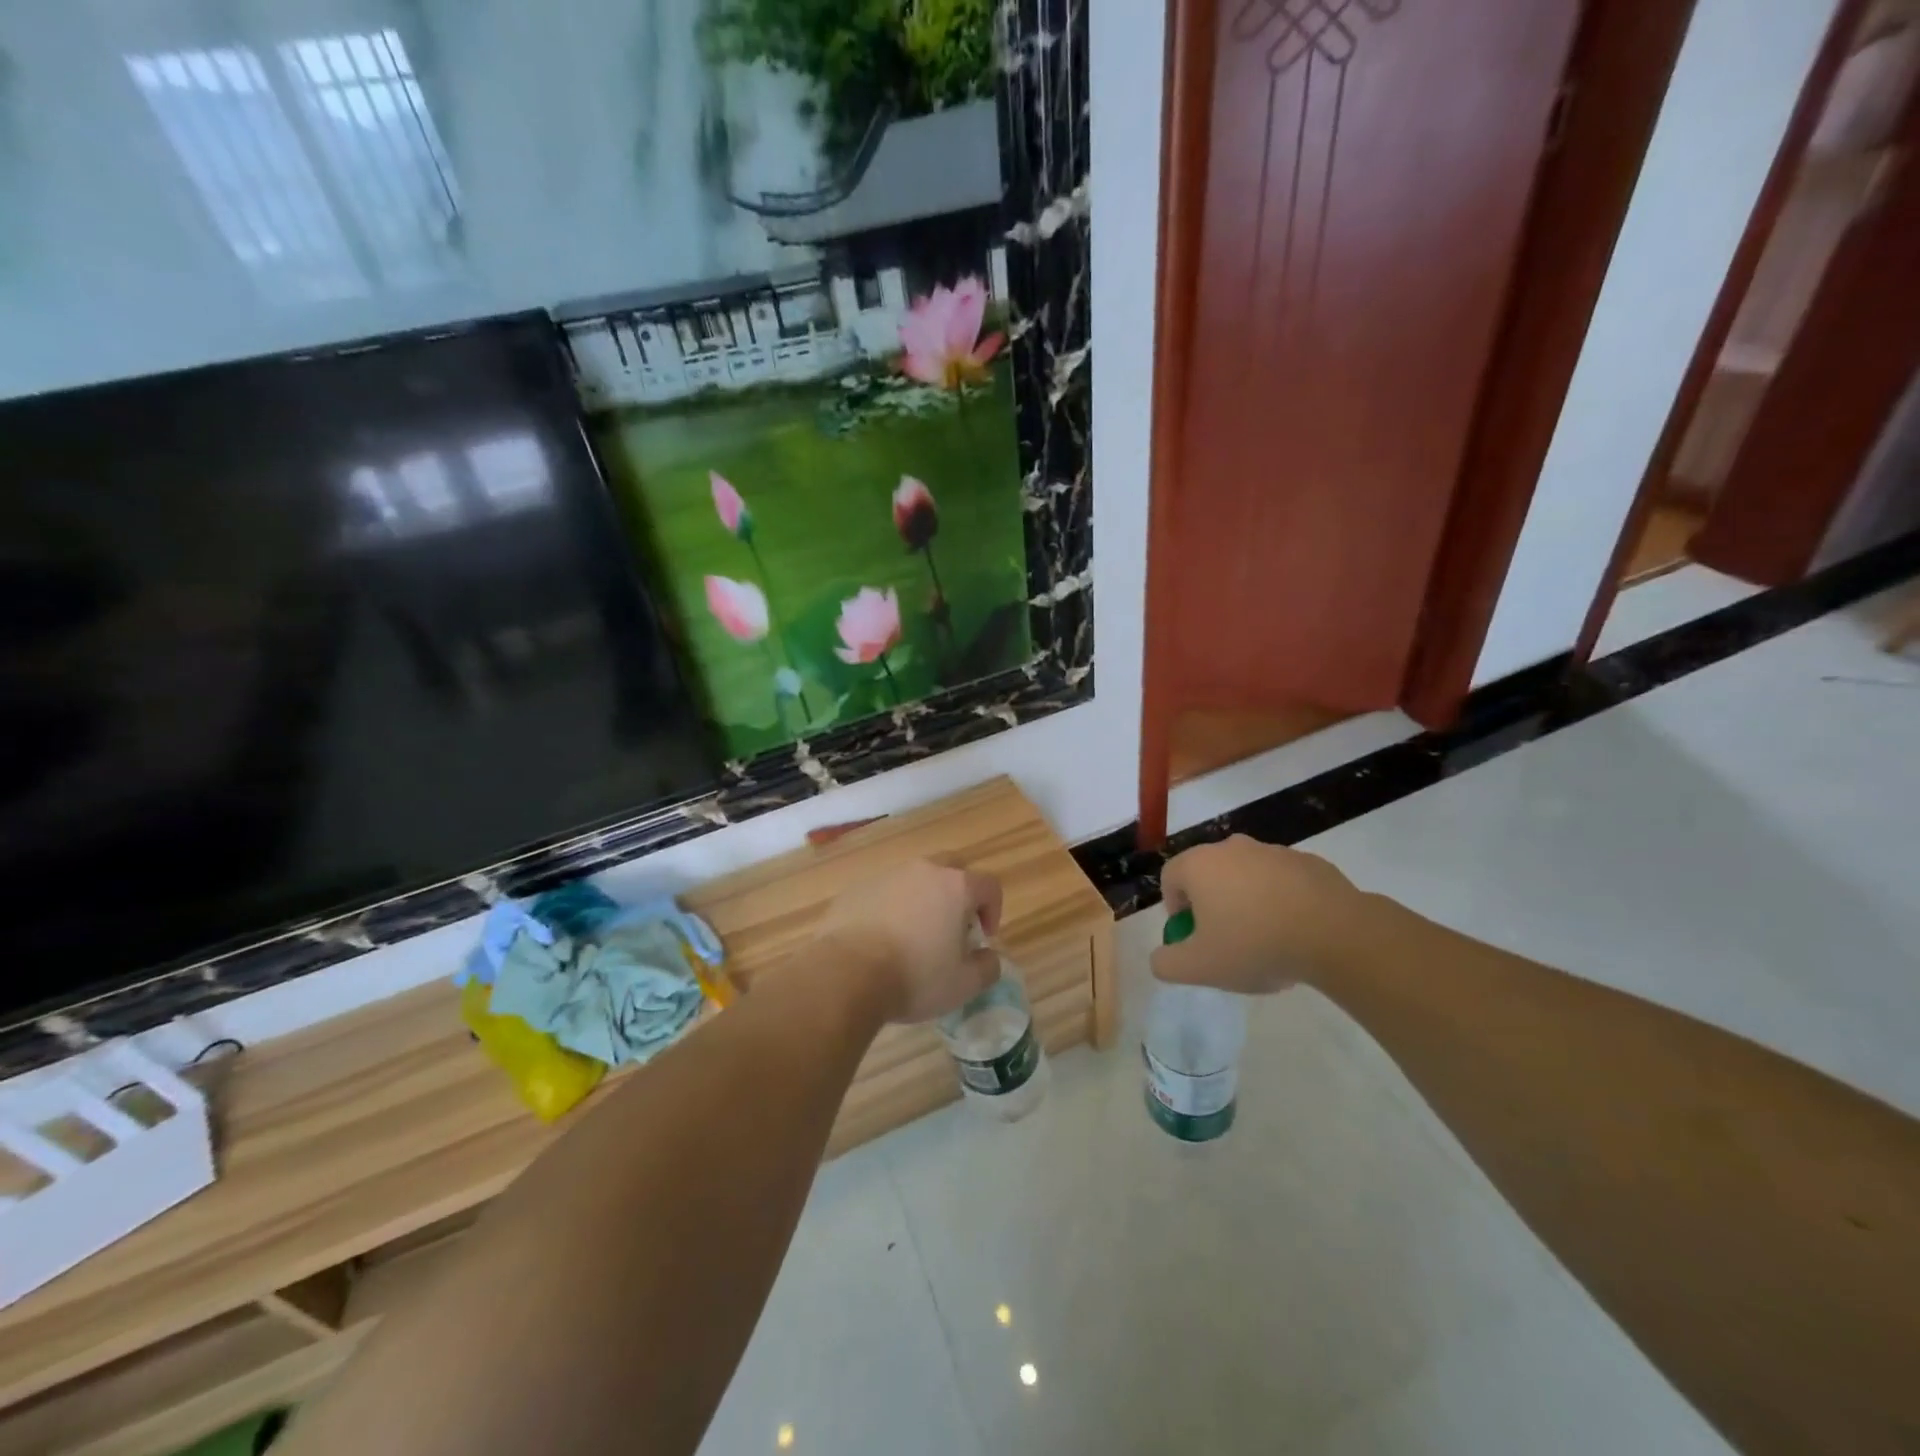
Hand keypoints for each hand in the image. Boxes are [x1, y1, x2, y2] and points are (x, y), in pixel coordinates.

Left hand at [817, 861, 1003, 1022]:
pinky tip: (882, 939)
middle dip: (959, 894)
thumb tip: (988, 956)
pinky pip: (884, 892)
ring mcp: (887, 876)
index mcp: (956, 887)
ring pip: (915, 879)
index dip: (993, 910)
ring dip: (923, 900)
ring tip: (914, 936)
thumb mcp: (963, 985)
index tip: (983, 938)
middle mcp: (923, 871)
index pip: (989, 885)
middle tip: (952, 927)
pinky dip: (891, 908)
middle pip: (952, 869)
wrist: (845, 973)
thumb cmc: (914, 977)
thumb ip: (987, 967)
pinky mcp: (857, 888)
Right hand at [1150, 836, 1369, 993]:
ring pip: (1247, 876)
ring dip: (1247, 902)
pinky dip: (1282, 901)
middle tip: (1226, 941)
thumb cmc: (1255, 945)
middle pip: (1209, 874)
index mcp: (1200, 865)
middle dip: (1212, 905)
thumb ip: (1167, 964)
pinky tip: (1296, 933)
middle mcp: (1232, 848)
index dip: (1175, 909)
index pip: (1171, 878)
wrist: (1335, 934)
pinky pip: (1283, 882)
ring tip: (1266, 940)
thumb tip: (1161, 957)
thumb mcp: (1199, 967)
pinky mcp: (1310, 862)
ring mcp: (1274, 852)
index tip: (1193, 937)